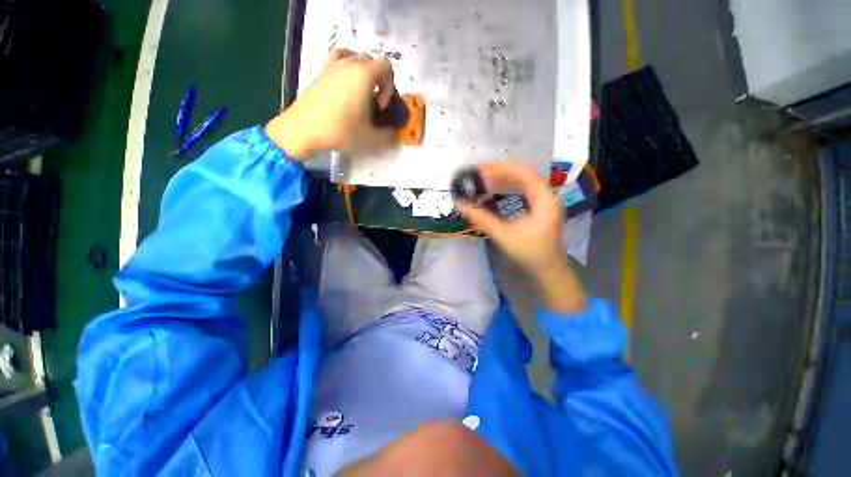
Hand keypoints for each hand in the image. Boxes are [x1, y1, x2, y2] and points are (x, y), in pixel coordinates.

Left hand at [265, 49, 396, 160]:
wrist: (303, 130)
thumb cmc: (340, 131)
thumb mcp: (370, 139)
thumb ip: (388, 135)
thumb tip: (395, 133)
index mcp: (363, 75)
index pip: (386, 66)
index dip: (389, 87)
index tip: (380, 107)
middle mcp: (348, 64)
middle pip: (371, 61)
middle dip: (377, 81)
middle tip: (372, 103)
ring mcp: (331, 66)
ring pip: (353, 57)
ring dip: (361, 72)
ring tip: (359, 91)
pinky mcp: (320, 73)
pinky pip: (336, 60)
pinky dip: (344, 68)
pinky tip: (343, 85)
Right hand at [458, 164, 586, 312]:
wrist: (549, 271)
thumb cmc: (529, 254)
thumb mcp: (504, 235)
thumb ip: (482, 219)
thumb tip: (460, 205)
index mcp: (544, 200)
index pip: (523, 173)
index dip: (500, 169)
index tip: (479, 171)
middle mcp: (548, 196)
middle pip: (523, 175)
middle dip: (500, 172)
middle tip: (478, 174)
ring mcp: (546, 202)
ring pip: (524, 182)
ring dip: (504, 180)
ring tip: (485, 180)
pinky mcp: (541, 208)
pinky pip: (524, 191)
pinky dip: (509, 188)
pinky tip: (497, 191)